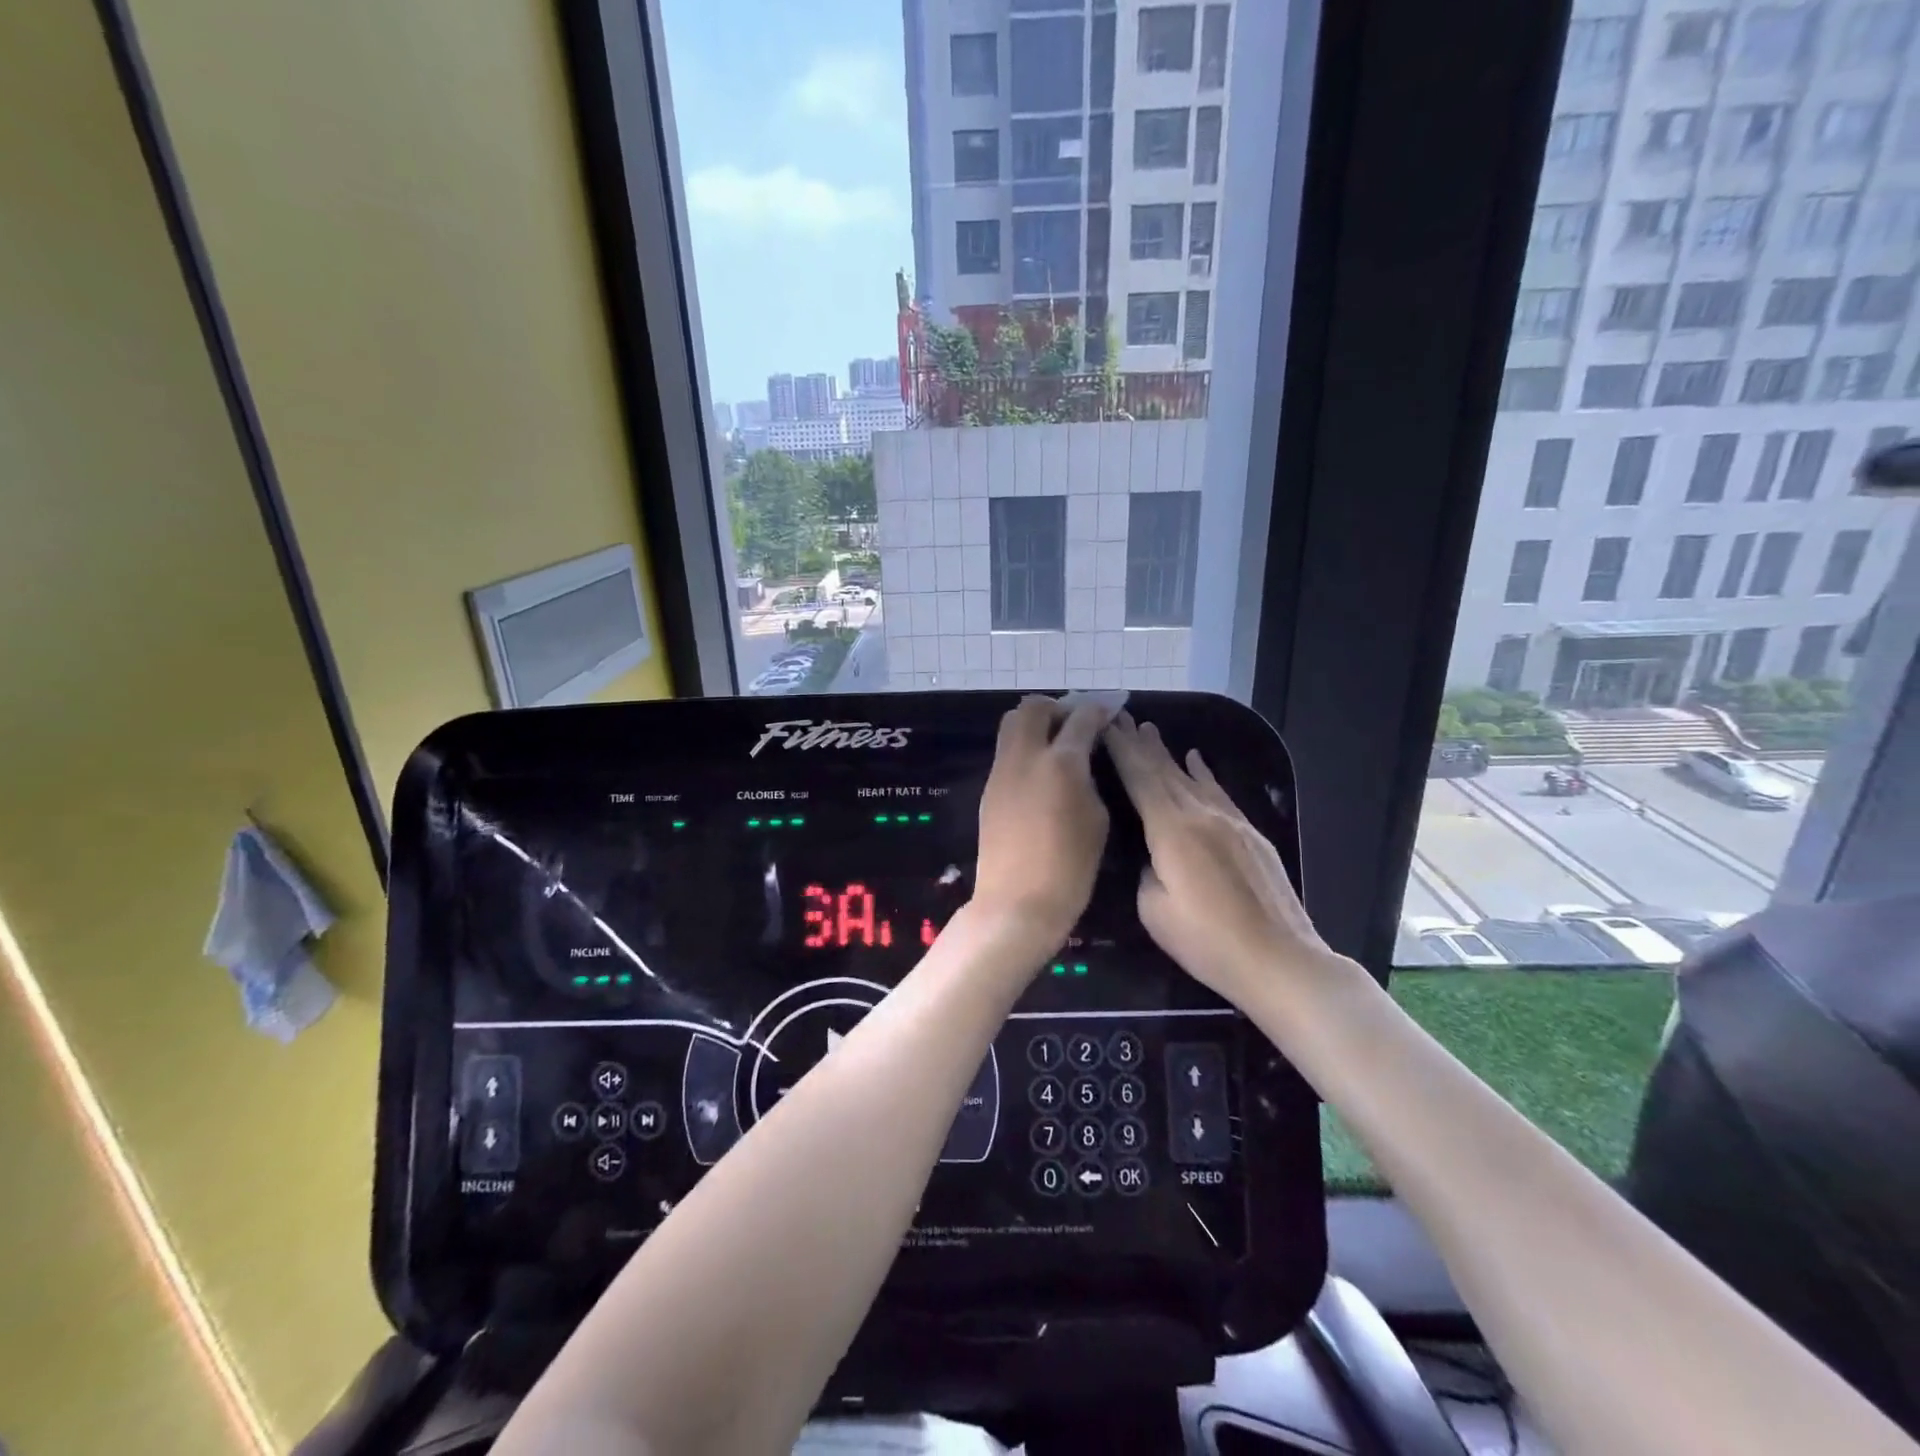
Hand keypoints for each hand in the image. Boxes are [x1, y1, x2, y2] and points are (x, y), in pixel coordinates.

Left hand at [972, 696, 1114, 946]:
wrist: (1017, 902)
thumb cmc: (1070, 867)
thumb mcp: (1097, 819)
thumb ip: (1090, 779)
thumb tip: (1081, 762)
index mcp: (1061, 762)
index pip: (1081, 718)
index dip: (1098, 708)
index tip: (1110, 709)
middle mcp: (1025, 756)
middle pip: (1033, 707)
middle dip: (1058, 707)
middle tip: (1076, 724)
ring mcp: (1001, 771)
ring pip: (1012, 724)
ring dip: (1036, 724)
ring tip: (1057, 744)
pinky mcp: (989, 789)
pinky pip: (1006, 752)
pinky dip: (1025, 748)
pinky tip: (1041, 770)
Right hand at [1103, 712, 1333, 998]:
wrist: (1279, 959)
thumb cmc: (1206, 940)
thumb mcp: (1154, 910)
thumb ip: (1145, 870)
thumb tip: (1151, 854)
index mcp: (1171, 829)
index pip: (1140, 778)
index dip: (1121, 750)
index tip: (1105, 724)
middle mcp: (1200, 813)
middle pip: (1164, 770)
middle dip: (1140, 743)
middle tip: (1121, 717)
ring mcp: (1230, 821)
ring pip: (1191, 778)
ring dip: (1168, 753)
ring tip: (1150, 731)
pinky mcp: (1251, 834)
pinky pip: (1218, 792)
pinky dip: (1203, 773)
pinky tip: (1196, 759)